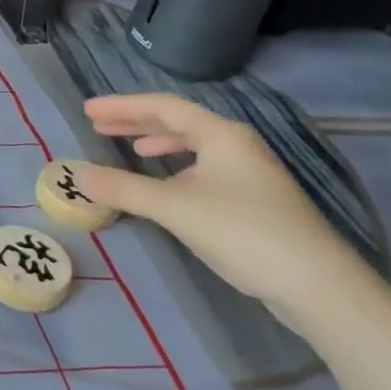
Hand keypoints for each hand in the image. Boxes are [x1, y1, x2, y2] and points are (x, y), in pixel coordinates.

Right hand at [72, 93, 370, 314]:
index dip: (122, 105)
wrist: (316, 284)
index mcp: (221, 135)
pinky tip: (165, 184)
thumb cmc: (243, 231)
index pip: (163, 106)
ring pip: (193, 146)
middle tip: (98, 125)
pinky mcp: (252, 200)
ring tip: (130, 149)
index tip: (88, 109)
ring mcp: (248, 173)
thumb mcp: (174, 207)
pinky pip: (202, 168)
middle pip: (178, 122)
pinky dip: (175, 168)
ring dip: (157, 143)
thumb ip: (122, 188)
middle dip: (136, 122)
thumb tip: (75, 174)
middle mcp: (236, 145)